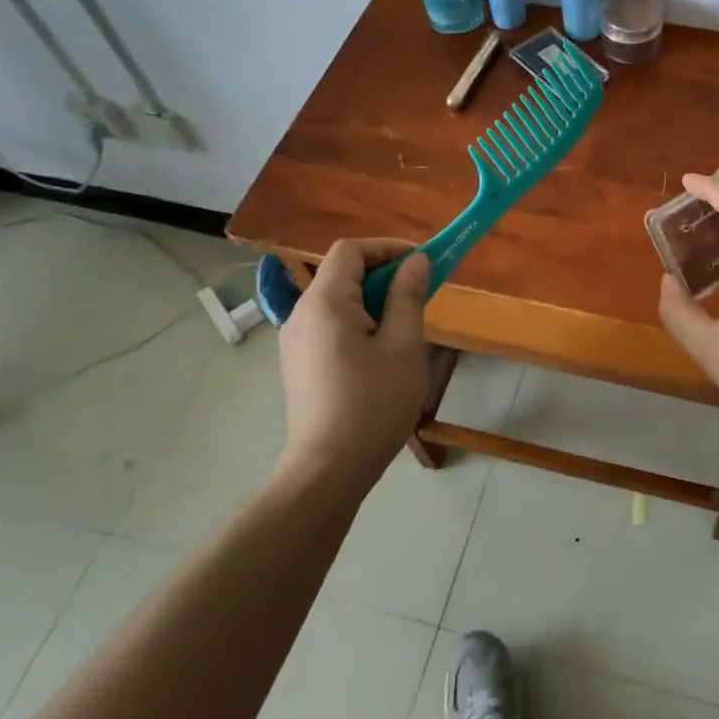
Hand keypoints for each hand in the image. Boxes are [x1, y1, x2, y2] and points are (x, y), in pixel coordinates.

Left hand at [274, 239, 432, 484]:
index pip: (351, 250)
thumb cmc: (373, 404)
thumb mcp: (404, 346)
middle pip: (343, 274)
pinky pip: (330, 326)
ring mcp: (295, 341)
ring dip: (374, 301)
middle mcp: (301, 314)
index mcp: (325, 303)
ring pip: (338, 302)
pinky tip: (380, 355)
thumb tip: (416, 262)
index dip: (388, 248)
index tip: (422, 264)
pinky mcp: (298, 364)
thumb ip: (409, 296)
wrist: (328, 469)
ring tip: (405, 329)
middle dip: (384, 275)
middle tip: (420, 297)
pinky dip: (358, 323)